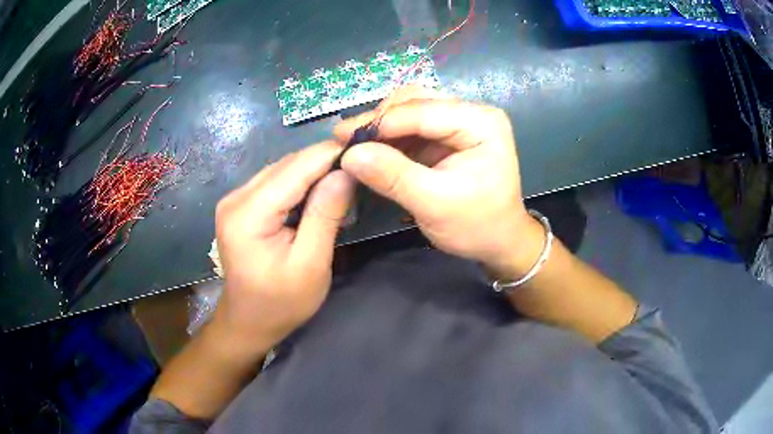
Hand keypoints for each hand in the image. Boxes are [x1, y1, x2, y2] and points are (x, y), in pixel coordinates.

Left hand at [213, 141, 354, 355]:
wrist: (249, 321)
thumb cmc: (281, 303)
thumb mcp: (311, 265)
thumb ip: (326, 215)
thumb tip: (346, 171)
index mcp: (248, 214)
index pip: (295, 168)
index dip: (330, 155)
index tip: (366, 150)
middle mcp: (236, 198)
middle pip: (287, 164)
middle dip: (323, 162)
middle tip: (359, 169)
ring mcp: (234, 199)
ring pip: (281, 169)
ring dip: (313, 171)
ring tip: (343, 180)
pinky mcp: (239, 204)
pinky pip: (274, 181)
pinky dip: (299, 182)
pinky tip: (318, 193)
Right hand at [336, 86, 542, 274]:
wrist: (499, 242)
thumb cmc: (476, 225)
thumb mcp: (434, 204)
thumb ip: (393, 176)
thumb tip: (350, 155)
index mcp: (480, 122)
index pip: (423, 110)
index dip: (380, 122)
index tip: (341, 137)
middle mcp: (472, 113)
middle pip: (416, 102)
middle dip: (379, 120)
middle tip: (345, 140)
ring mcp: (461, 122)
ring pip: (410, 111)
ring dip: (382, 127)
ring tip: (353, 145)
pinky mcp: (449, 135)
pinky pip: (413, 127)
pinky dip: (390, 138)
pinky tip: (371, 149)